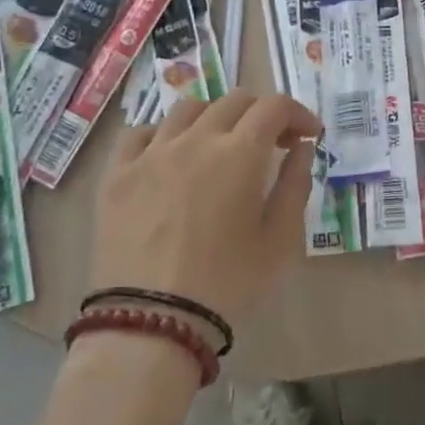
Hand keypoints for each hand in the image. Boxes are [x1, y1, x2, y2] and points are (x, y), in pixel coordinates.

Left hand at [88, 91, 320, 333]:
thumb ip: (295, 185)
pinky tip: (170, 157)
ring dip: (215, 118)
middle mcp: (195, 139)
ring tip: (220, 147)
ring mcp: (151, 153)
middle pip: (234, 100)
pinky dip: (164, 135)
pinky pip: (141, 133)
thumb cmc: (227, 285)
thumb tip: (301, 147)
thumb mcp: (279, 241)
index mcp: (240, 153)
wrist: (150, 324)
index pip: (274, 107)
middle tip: (271, 144)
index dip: (297, 113)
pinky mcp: (117, 173)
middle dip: (261, 114)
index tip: (306, 135)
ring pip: (188, 109)